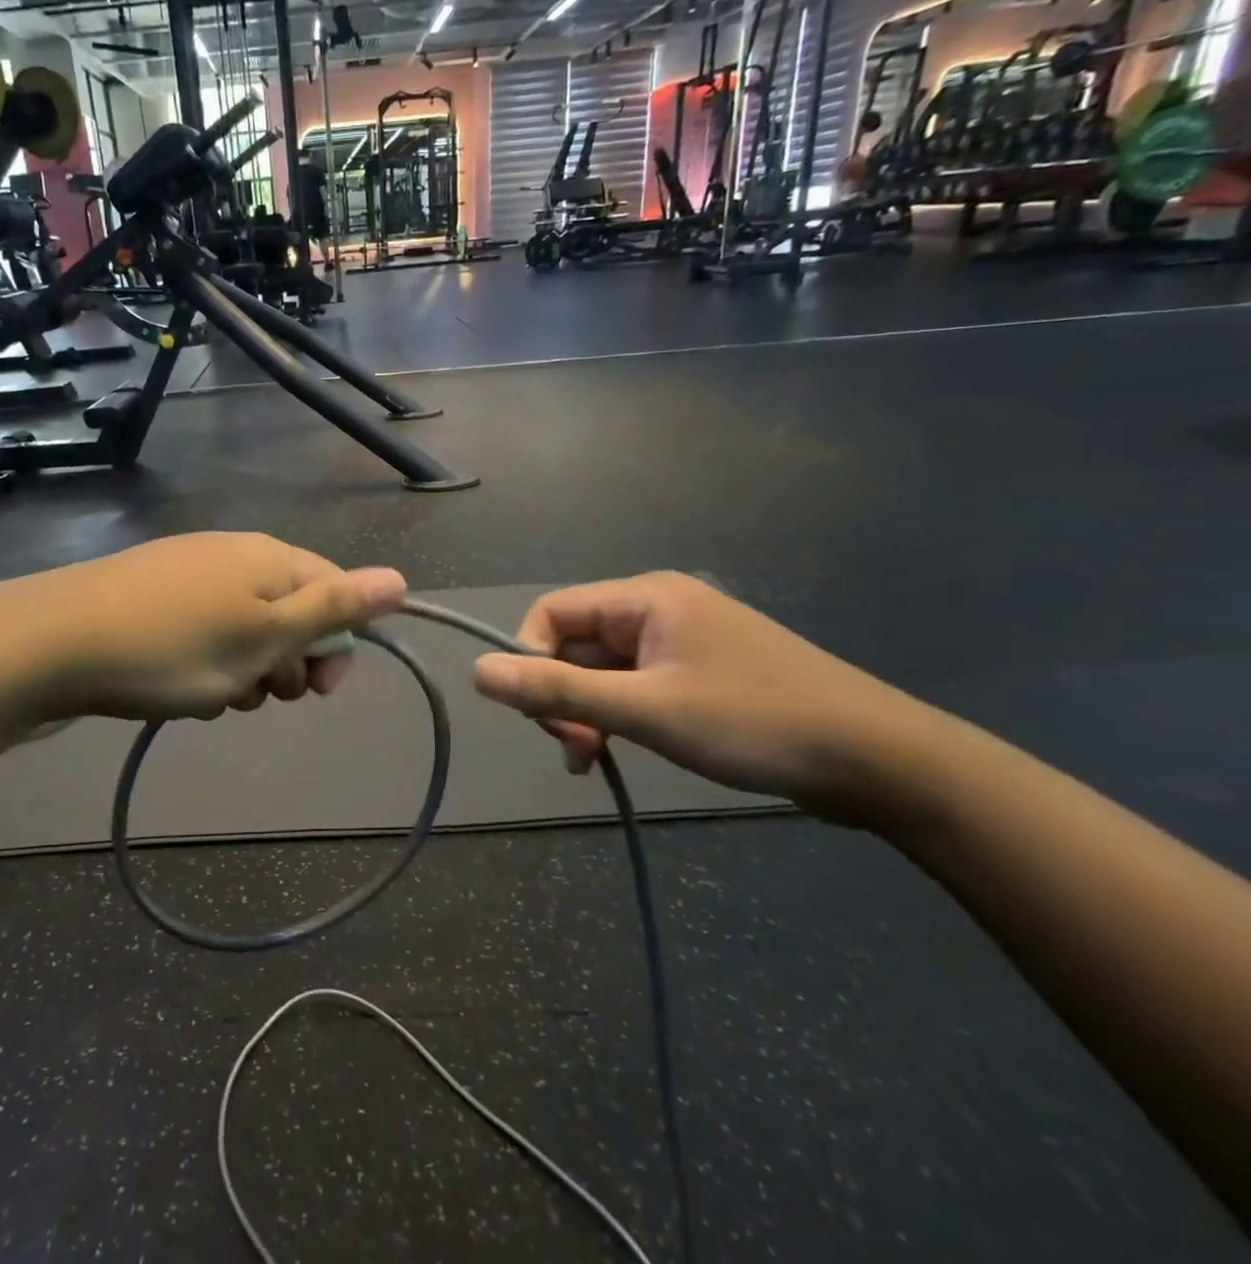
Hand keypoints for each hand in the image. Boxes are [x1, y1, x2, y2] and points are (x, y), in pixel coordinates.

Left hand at [11, 533, 405, 723]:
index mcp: (271, 559)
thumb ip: (334, 609)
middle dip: (287, 662)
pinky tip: (182, 684)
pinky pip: (207, 629)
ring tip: (216, 695)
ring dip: (247, 669)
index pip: (336, 591)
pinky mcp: (155, 591)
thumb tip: (400, 579)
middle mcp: (236, 554)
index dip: (337, 645)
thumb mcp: (264, 637)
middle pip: (292, 611)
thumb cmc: (174, 648)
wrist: (55, 641)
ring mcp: (192, 570)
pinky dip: (209, 661)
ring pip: (248, 627)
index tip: (318, 693)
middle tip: (259, 694)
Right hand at [471, 572, 937, 822]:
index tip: (545, 718)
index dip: (530, 661)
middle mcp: (658, 607)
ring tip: (596, 759)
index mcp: (645, 597)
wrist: (882, 760)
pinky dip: (619, 715)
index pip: (551, 614)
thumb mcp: (647, 710)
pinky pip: (635, 684)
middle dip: (563, 695)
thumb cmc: (755, 723)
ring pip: (603, 669)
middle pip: (574, 642)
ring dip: (589, 711)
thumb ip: (558, 690)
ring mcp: (682, 640)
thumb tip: (477, 672)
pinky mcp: (701, 672)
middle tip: (580, 749)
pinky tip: (621, 750)